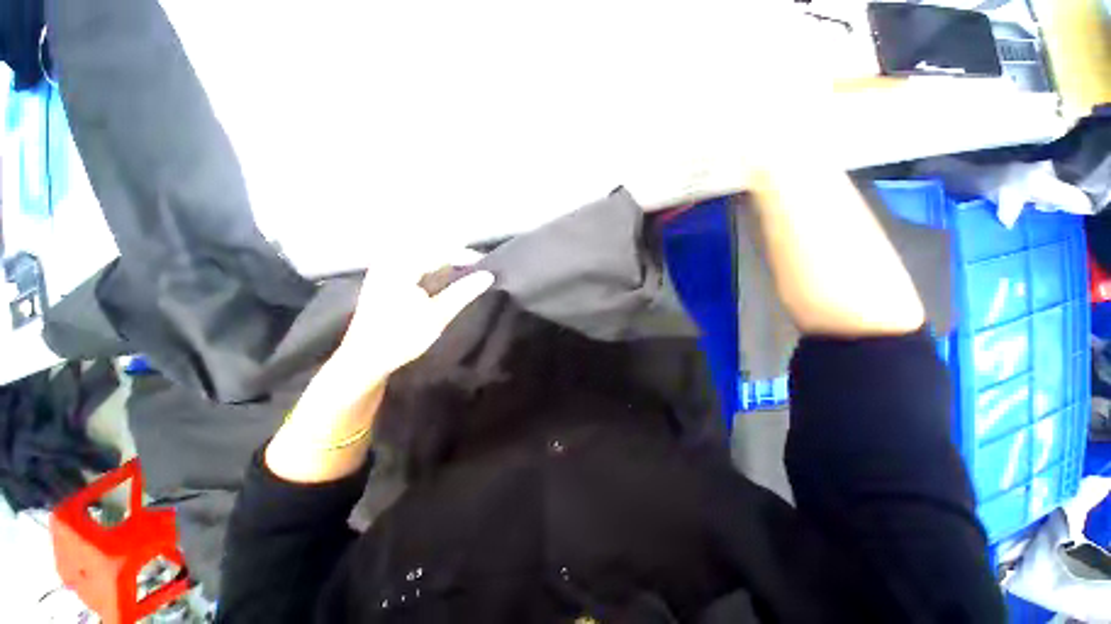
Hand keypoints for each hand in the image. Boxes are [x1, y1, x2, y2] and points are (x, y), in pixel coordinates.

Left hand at [331, 248, 494, 382]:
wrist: (364, 359)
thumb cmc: (402, 336)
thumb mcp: (438, 315)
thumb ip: (463, 292)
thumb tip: (488, 276)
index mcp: (402, 266)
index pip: (439, 249)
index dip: (464, 254)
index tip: (484, 262)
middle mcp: (390, 261)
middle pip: (429, 247)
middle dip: (453, 254)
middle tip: (474, 266)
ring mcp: (383, 268)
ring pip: (419, 254)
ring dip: (441, 259)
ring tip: (461, 270)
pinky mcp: (382, 278)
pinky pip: (410, 262)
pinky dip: (428, 266)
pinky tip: (438, 276)